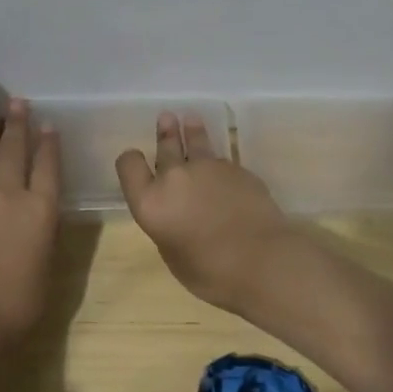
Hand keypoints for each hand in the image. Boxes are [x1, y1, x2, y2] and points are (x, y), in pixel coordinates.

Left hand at [0, 100, 61, 349]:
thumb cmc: (22, 302)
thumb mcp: (47, 262)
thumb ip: (42, 229)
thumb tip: (37, 211)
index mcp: (41, 208)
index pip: (47, 164)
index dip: (48, 143)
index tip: (47, 125)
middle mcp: (10, 194)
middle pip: (14, 149)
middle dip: (17, 124)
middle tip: (16, 102)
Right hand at [116, 113, 294, 314]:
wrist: (263, 261)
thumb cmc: (212, 273)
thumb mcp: (174, 254)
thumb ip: (168, 226)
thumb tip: (176, 213)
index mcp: (151, 202)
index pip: (128, 164)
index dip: (130, 161)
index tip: (136, 161)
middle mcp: (175, 176)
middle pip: (165, 145)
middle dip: (165, 133)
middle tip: (166, 118)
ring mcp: (208, 167)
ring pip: (196, 141)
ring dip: (191, 130)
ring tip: (190, 118)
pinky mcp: (236, 167)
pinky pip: (221, 160)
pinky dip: (218, 162)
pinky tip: (224, 170)